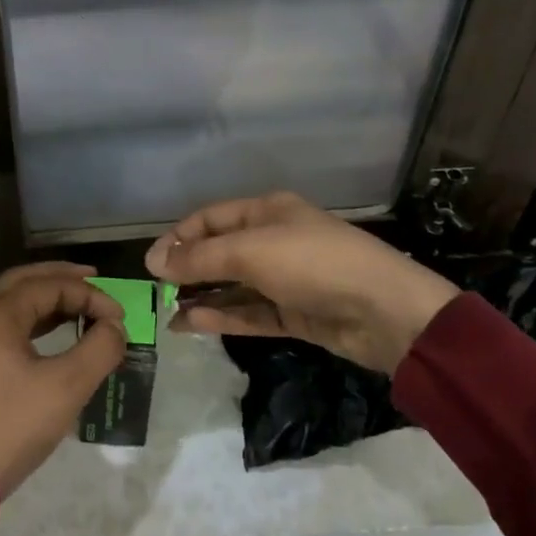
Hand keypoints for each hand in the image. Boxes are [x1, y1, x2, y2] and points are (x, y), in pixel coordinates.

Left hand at [0, 262, 127, 497]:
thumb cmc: (15, 424)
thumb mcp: (68, 386)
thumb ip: (99, 348)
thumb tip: (114, 327)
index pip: (49, 285)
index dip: (89, 295)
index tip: (119, 316)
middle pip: (24, 281)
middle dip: (61, 277)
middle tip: (94, 278)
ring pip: (13, 302)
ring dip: (47, 297)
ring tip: (80, 303)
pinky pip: (6, 325)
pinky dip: (34, 319)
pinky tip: (56, 331)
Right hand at [144, 192, 458, 375]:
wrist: (385, 311)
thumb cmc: (313, 263)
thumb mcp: (251, 252)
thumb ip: (200, 258)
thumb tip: (154, 263)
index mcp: (266, 211)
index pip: (210, 219)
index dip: (178, 238)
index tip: (150, 264)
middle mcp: (274, 240)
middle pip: (221, 252)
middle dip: (188, 270)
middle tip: (156, 292)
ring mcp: (286, 279)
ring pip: (234, 286)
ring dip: (203, 298)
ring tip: (168, 315)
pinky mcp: (296, 313)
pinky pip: (251, 312)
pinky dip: (224, 317)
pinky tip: (194, 324)